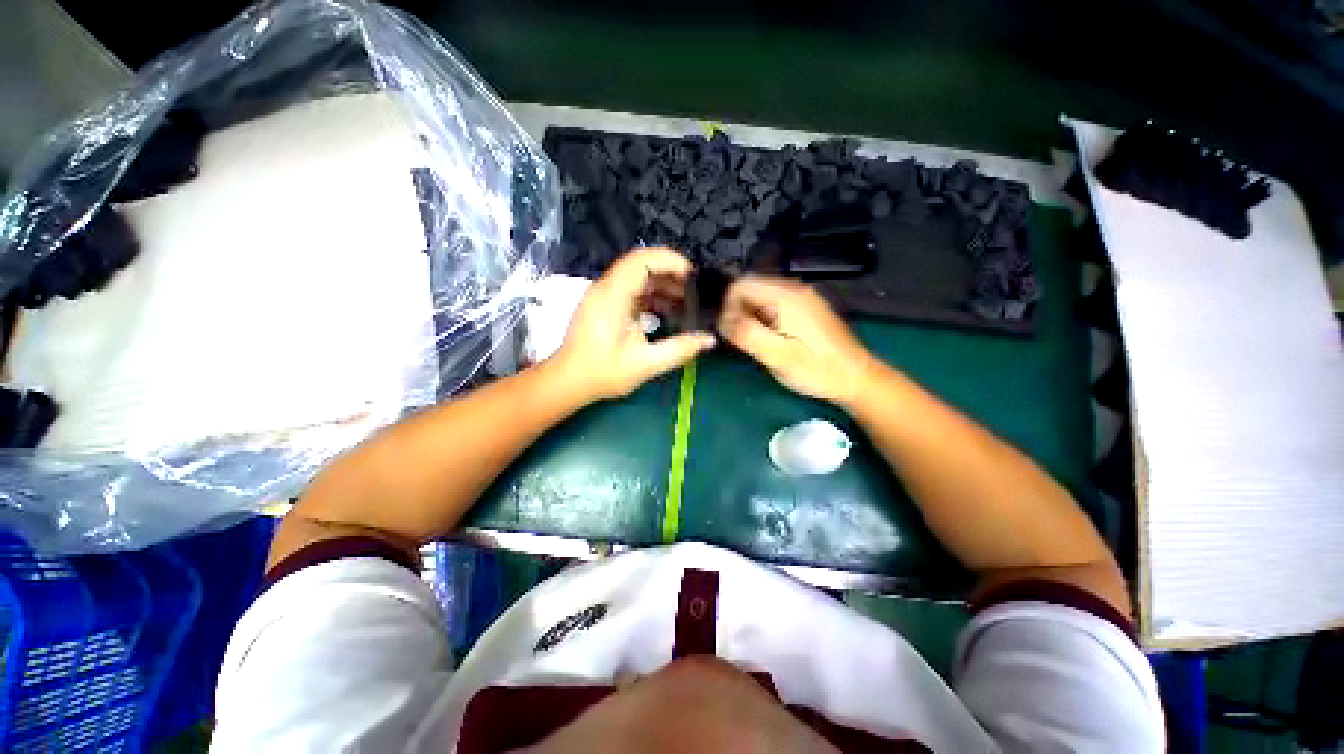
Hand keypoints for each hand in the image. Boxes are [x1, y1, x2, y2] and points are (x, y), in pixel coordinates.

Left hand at [555, 248, 715, 400]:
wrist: (568, 382)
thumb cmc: (603, 372)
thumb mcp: (646, 363)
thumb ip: (680, 349)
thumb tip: (709, 339)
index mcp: (613, 295)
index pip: (642, 260)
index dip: (670, 261)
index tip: (693, 276)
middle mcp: (605, 288)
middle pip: (641, 266)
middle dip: (670, 275)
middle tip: (694, 292)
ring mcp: (603, 295)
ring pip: (636, 278)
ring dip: (661, 286)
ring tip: (685, 303)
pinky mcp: (603, 305)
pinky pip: (630, 290)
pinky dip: (650, 297)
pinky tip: (666, 312)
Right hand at [717, 275, 875, 403]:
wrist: (855, 377)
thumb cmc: (816, 370)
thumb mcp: (778, 356)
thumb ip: (748, 334)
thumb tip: (722, 321)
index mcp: (785, 296)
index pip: (740, 286)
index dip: (727, 308)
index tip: (730, 334)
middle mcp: (793, 288)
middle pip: (749, 288)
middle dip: (738, 313)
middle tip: (742, 341)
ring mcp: (801, 296)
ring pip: (759, 297)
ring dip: (749, 317)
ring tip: (756, 343)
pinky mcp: (805, 307)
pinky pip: (772, 304)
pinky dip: (762, 318)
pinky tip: (770, 339)